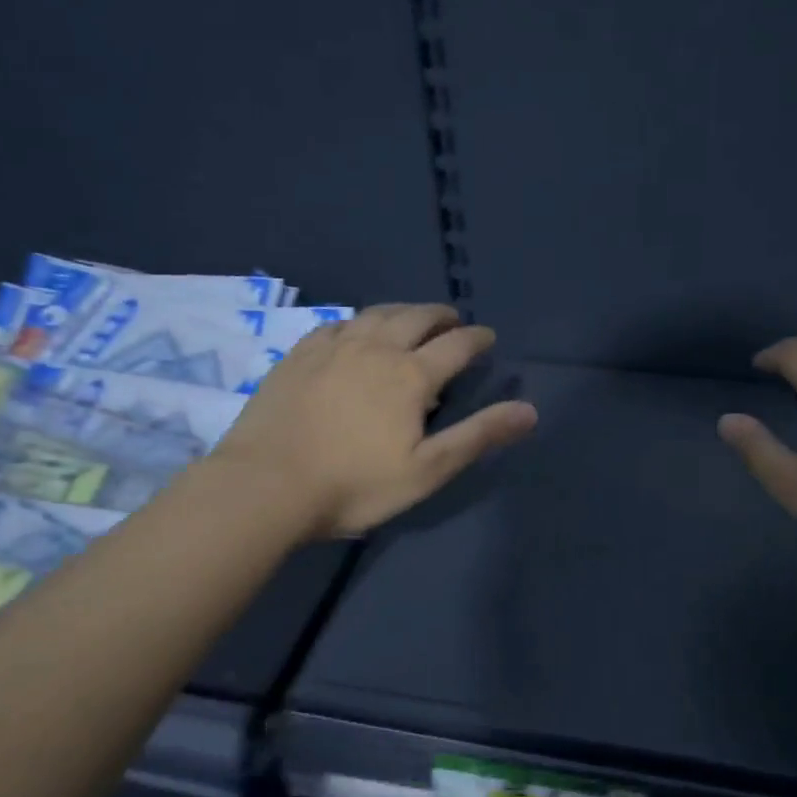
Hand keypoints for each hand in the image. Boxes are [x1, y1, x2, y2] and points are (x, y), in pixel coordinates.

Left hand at [213, 304, 536, 538]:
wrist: (266, 485)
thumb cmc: (355, 485)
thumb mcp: (428, 469)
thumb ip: (478, 435)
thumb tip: (529, 410)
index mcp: (410, 375)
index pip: (456, 345)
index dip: (477, 339)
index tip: (488, 338)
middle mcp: (375, 348)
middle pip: (416, 318)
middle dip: (441, 316)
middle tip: (453, 320)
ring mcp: (332, 347)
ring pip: (375, 314)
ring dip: (402, 312)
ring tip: (412, 318)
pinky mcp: (298, 355)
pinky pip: (337, 324)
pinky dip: (359, 321)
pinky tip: (355, 331)